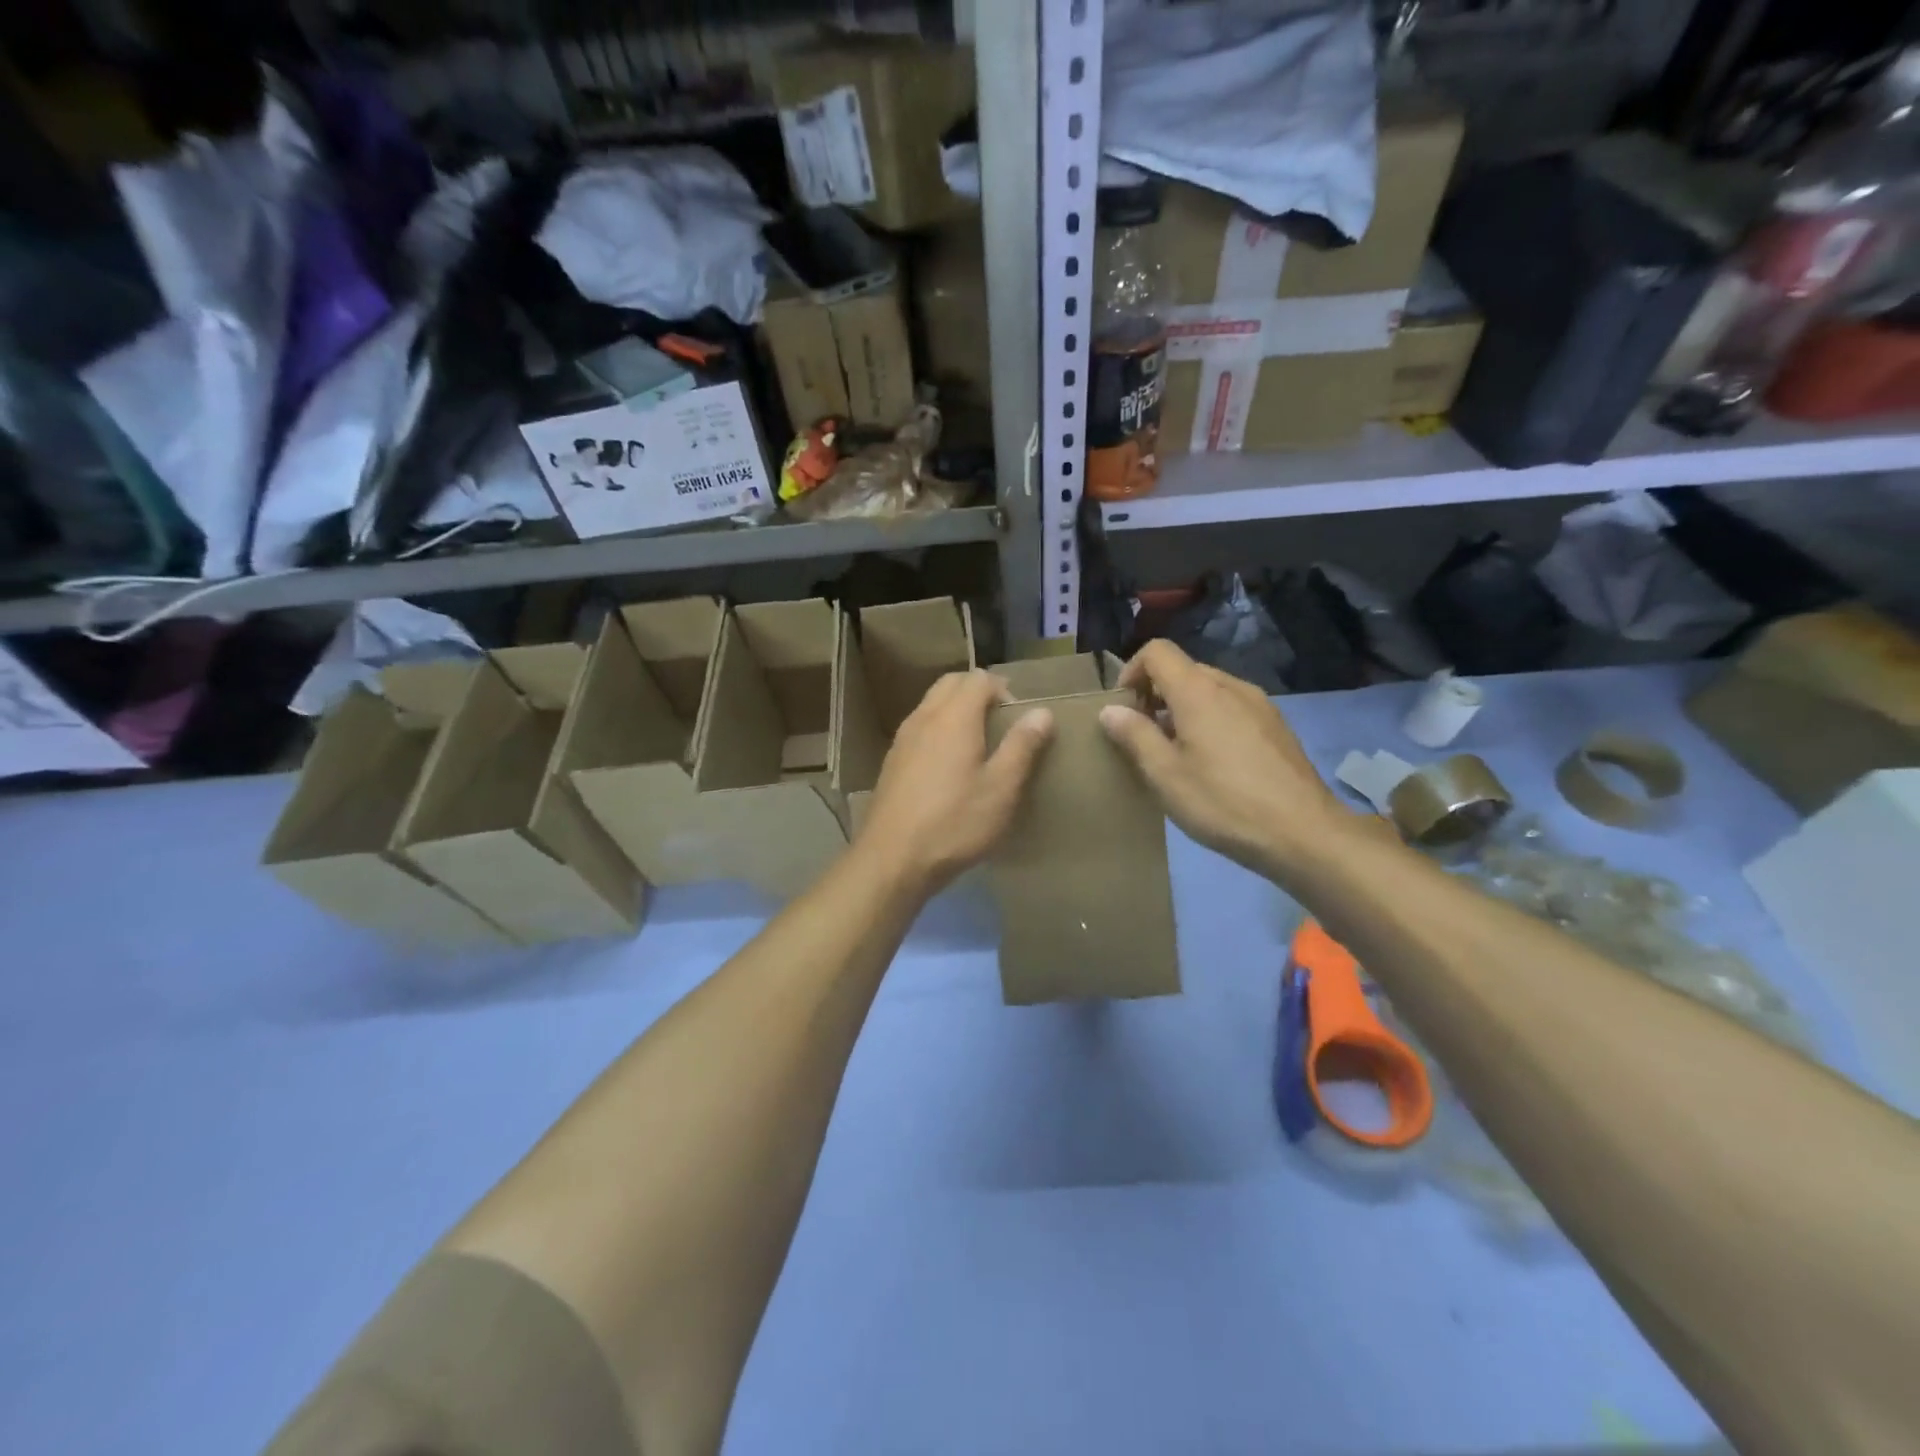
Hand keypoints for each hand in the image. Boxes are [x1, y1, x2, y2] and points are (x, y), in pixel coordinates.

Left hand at [855, 670, 1053, 895]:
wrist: (892, 859)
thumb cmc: (954, 822)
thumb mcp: (1001, 788)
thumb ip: (1022, 746)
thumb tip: (1041, 712)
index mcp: (953, 717)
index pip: (979, 678)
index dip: (1003, 690)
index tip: (1018, 719)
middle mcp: (923, 718)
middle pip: (950, 684)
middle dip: (978, 692)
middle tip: (1001, 724)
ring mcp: (902, 739)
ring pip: (931, 705)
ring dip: (956, 710)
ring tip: (978, 744)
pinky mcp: (891, 762)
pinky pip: (919, 729)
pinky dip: (938, 731)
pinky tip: (949, 767)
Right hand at [1098, 640, 1365, 883]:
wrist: (1303, 833)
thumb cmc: (1222, 801)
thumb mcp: (1165, 774)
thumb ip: (1134, 735)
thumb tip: (1110, 709)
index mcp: (1199, 690)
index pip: (1157, 652)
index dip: (1132, 672)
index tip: (1124, 710)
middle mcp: (1231, 686)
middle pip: (1183, 670)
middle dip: (1155, 695)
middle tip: (1144, 737)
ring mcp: (1259, 705)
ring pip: (1209, 690)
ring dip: (1183, 710)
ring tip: (1176, 753)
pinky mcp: (1277, 726)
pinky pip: (1232, 708)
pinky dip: (1210, 721)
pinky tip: (1212, 764)